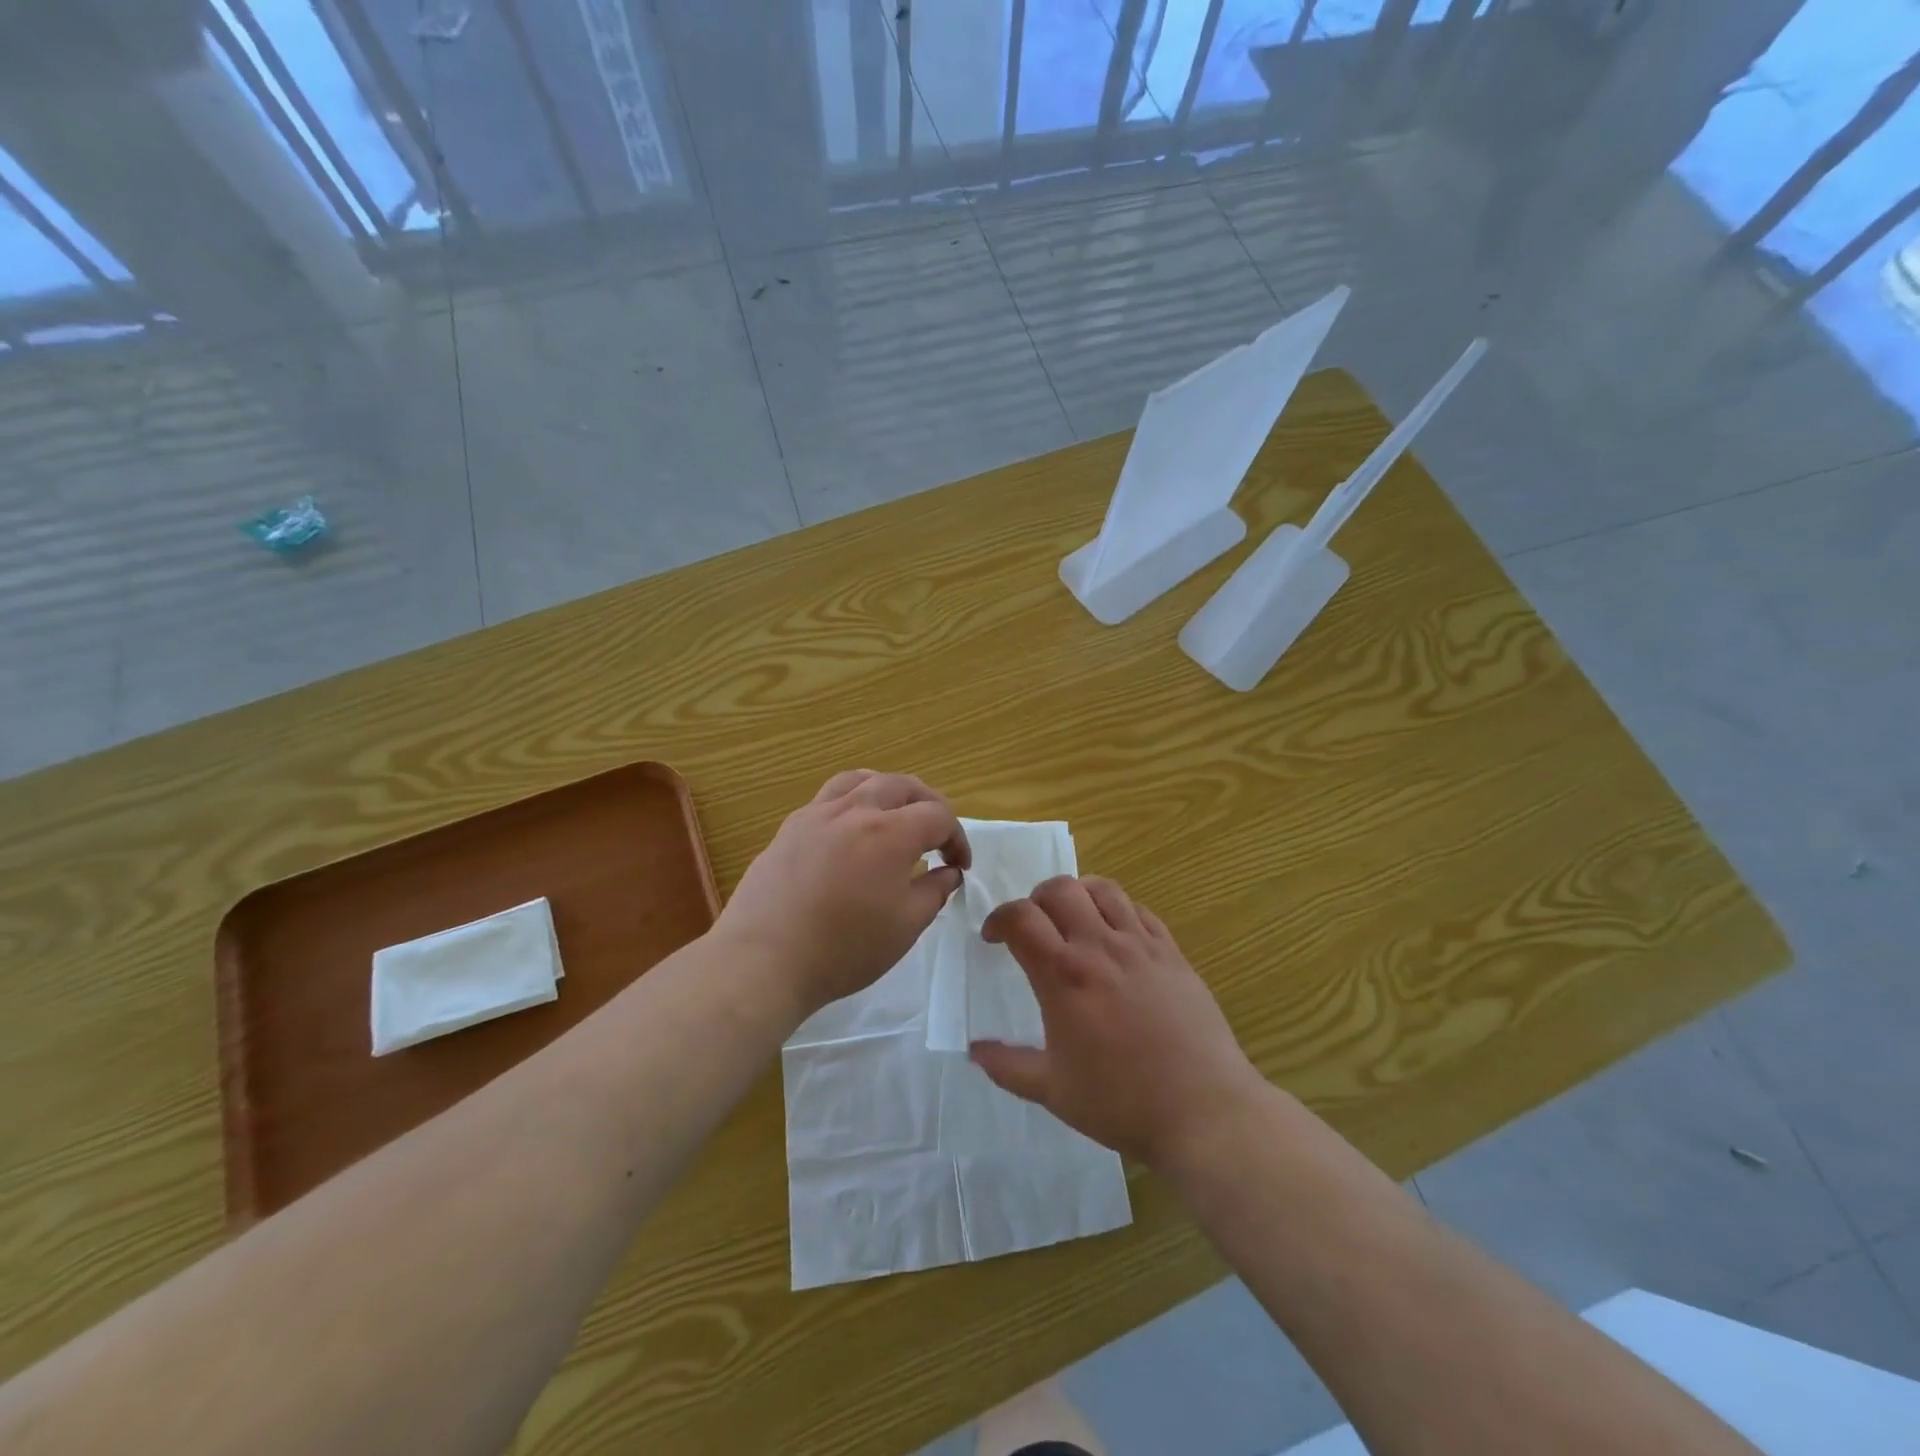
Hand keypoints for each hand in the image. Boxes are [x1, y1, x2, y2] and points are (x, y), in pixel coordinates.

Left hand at [718, 771, 969, 1019]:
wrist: (764, 959)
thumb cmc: (844, 948)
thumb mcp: (905, 927)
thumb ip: (934, 892)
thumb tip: (948, 872)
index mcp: (890, 833)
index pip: (937, 816)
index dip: (957, 838)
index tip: (959, 866)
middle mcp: (855, 810)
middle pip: (902, 785)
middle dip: (928, 804)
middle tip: (936, 833)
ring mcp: (817, 814)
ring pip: (861, 779)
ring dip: (888, 790)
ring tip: (894, 814)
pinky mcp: (790, 827)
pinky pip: (829, 797)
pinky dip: (852, 801)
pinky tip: (850, 831)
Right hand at [971, 876, 1266, 1167]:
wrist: (1202, 1110)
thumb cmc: (1121, 1102)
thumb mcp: (1052, 1091)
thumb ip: (1008, 1066)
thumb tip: (974, 1050)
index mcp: (1064, 976)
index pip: (1020, 917)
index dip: (999, 918)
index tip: (994, 938)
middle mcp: (1099, 947)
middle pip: (1059, 889)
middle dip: (1036, 899)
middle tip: (1034, 928)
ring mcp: (1140, 945)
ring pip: (1102, 889)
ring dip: (1078, 895)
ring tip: (1074, 921)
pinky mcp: (1172, 952)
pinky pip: (1139, 910)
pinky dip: (1118, 911)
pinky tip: (1116, 937)